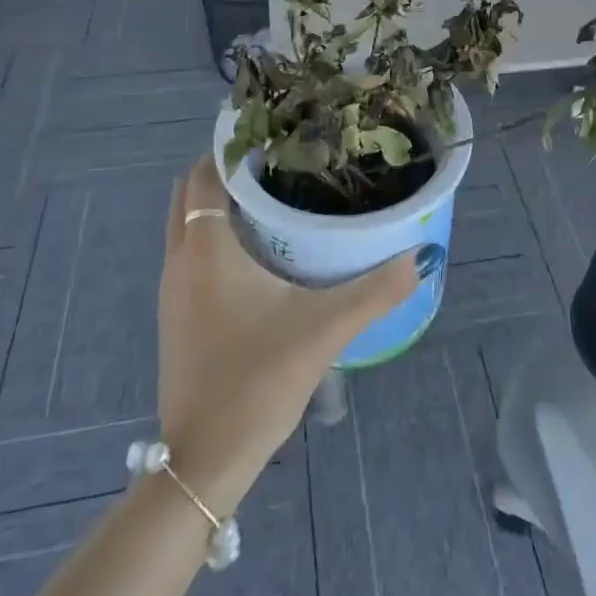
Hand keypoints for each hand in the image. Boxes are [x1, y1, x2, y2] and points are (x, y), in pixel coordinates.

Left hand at [156, 155, 435, 514]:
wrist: (203, 460)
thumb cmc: (257, 379)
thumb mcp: (326, 328)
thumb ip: (377, 290)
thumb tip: (422, 255)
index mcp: (206, 249)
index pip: (206, 173)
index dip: (233, 147)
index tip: (275, 135)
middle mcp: (181, 260)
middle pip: (190, 193)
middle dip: (226, 170)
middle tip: (278, 162)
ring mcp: (173, 290)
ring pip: (187, 224)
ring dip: (218, 203)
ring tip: (273, 196)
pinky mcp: (177, 315)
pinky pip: (190, 253)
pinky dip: (213, 234)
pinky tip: (258, 251)